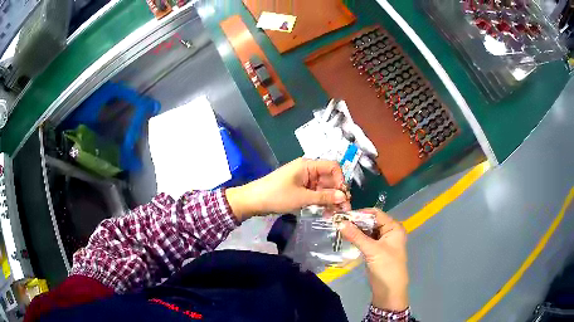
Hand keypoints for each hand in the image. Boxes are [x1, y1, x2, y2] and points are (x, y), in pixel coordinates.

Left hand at [226, 158, 350, 220]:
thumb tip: (344, 197)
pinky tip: (326, 212)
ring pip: (323, 188)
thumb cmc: (277, 196)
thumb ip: (324, 197)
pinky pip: (315, 193)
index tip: (343, 196)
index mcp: (308, 165)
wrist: (253, 201)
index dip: (340, 180)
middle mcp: (308, 170)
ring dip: (330, 199)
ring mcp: (304, 180)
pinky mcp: (299, 189)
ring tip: (336, 214)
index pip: (333, 167)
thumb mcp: (302, 198)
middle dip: (337, 193)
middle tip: (344, 210)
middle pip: (329, 179)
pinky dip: (320, 201)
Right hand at [339, 208, 408, 310]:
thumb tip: (339, 222)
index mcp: (394, 227)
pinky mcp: (375, 250)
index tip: (343, 214)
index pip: (376, 213)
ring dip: (355, 230)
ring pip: (367, 230)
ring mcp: (382, 241)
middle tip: (338, 221)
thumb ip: (356, 236)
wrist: (389, 290)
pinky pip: (365, 239)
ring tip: (339, 227)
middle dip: (356, 221)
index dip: (360, 213)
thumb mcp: (372, 250)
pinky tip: (345, 236)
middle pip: (371, 221)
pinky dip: (357, 237)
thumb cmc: (386, 267)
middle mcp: (389, 231)